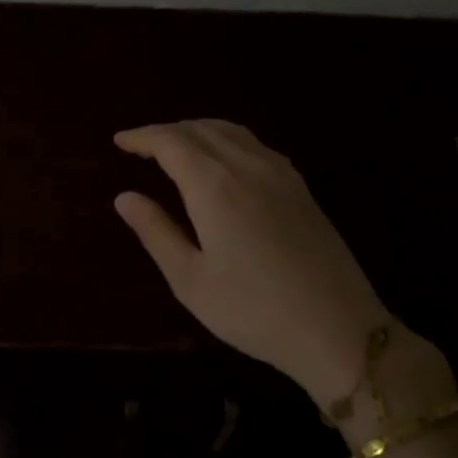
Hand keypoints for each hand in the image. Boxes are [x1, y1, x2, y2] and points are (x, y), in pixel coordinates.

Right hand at [114, 120, 392, 405]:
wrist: (338, 329)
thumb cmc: (253, 311)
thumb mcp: (190, 280)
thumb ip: (156, 232)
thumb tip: (124, 197)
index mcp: (215, 186)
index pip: (170, 142)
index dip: (142, 137)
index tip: (119, 141)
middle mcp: (248, 166)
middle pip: (200, 129)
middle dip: (166, 132)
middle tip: (140, 147)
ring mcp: (280, 173)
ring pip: (231, 131)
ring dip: (197, 131)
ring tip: (175, 148)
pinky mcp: (301, 188)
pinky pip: (255, 145)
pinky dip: (226, 140)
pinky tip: (222, 162)